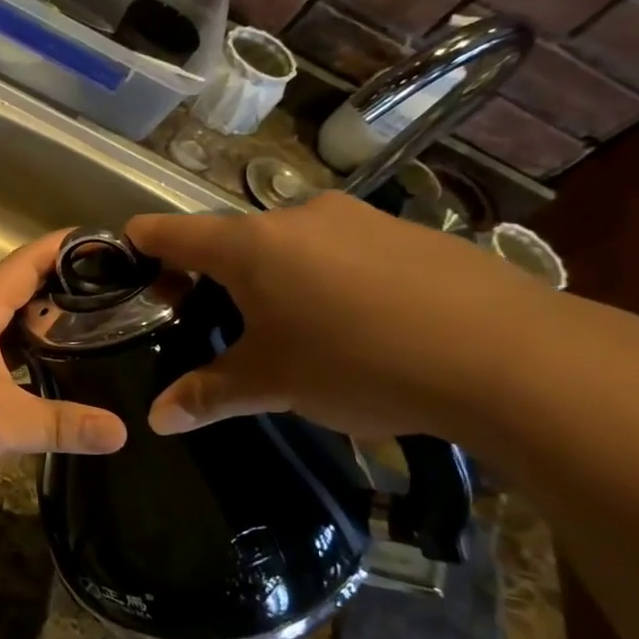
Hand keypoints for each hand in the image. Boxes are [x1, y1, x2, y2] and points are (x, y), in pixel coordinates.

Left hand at [0, 232, 126, 494]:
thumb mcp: (2, 422)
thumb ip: (62, 424)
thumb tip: (121, 432)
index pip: (26, 262)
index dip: (64, 247)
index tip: (107, 243)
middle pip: (17, 295)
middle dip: (62, 294)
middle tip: (114, 302)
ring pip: (2, 332)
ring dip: (39, 333)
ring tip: (89, 341)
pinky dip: (18, 366)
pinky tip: (41, 384)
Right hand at [127, 193, 572, 440]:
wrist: (510, 356)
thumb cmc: (359, 362)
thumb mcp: (274, 383)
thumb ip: (209, 395)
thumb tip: (156, 421)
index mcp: (251, 246)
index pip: (175, 233)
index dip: (145, 240)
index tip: (128, 248)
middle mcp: (299, 217)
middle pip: (235, 239)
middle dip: (216, 272)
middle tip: (214, 315)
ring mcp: (360, 219)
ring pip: (293, 243)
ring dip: (277, 274)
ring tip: (292, 324)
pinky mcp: (411, 232)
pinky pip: (345, 249)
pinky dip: (330, 275)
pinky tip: (359, 320)